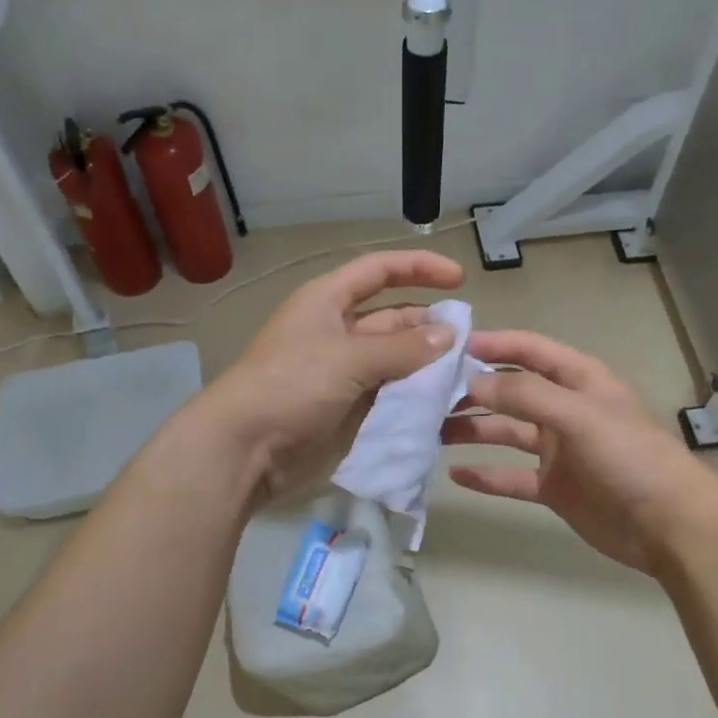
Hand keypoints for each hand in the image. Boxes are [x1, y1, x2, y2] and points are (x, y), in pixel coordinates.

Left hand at [201, 250, 465, 505]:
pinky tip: (445, 402)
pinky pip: (390, 394)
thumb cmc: (291, 385)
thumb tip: (449, 335)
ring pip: (396, 360)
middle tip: (472, 343)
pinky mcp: (349, 408)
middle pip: (393, 318)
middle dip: (430, 326)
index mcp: (328, 301)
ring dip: (427, 364)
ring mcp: (344, 372)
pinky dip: (415, 395)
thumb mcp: (348, 358)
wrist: (245, 449)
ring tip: (467, 374)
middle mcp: (338, 331)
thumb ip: (403, 348)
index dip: (418, 268)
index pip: (379, 271)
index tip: (459, 279)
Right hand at [442, 330, 717, 574]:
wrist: (670, 526)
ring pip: (507, 433)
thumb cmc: (629, 457)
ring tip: (432, 432)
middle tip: (429, 395)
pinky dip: (486, 476)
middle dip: (474, 390)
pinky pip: (512, 477)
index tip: (451, 346)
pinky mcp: (555, 487)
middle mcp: (565, 410)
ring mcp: (559, 450)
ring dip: (473, 431)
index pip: (530, 351)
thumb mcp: (579, 415)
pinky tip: (456, 475)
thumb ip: (526, 395)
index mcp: (579, 381)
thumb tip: (472, 384)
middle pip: (512, 392)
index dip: (494, 344)